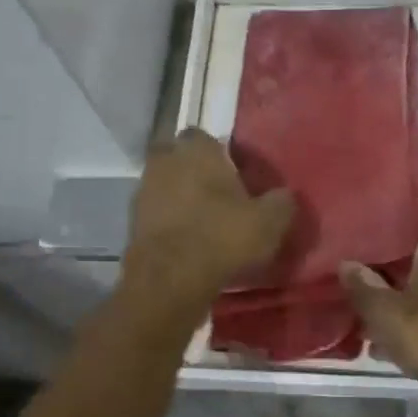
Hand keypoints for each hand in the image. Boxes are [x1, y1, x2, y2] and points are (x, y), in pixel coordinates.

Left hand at [122, 128, 294, 309]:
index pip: (203, 136)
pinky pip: (155, 214)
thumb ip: (281, 202)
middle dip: (192, 170)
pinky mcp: (132, 223)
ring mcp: (143, 192)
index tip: (232, 170)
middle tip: (215, 192)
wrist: (170, 279)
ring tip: (202, 221)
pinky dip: (168, 222)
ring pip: (164, 185)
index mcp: (197, 150)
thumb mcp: (269, 221)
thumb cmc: (222, 237)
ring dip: (178, 197)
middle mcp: (165, 162)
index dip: (217, 152)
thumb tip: (286, 195)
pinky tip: (186, 240)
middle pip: (177, 157)